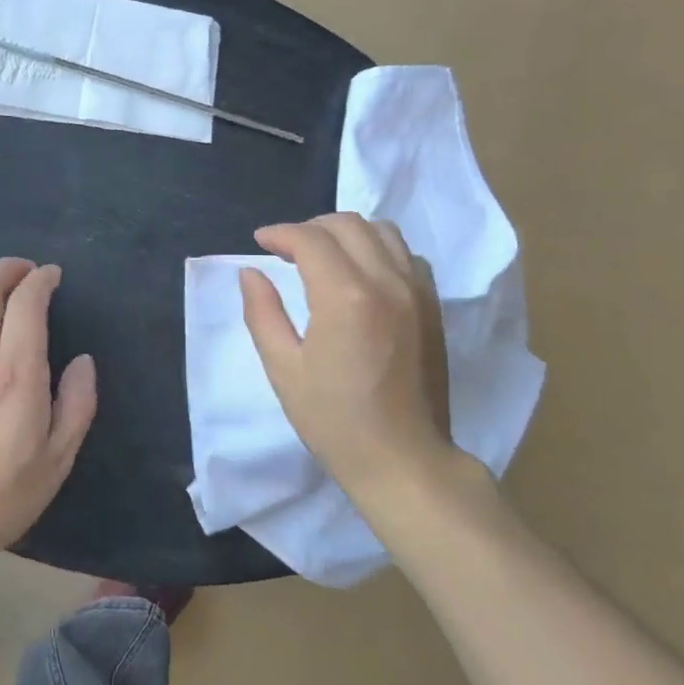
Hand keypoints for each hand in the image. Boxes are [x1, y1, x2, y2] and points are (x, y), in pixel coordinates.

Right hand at [240, 214, 465, 507]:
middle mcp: (386, 281)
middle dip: (310, 228)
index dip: (279, 233)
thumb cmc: (335, 422)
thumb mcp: (284, 370)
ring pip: (381, 230)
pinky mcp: (433, 305)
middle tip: (286, 250)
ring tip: (324, 256)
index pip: (310, 239)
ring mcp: (417, 291)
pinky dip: (378, 249)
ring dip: (346, 233)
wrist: (404, 460)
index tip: (260, 242)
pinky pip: (406, 254)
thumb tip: (250, 272)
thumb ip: (262, 313)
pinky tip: (361, 274)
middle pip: (347, 224)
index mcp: (345, 297)